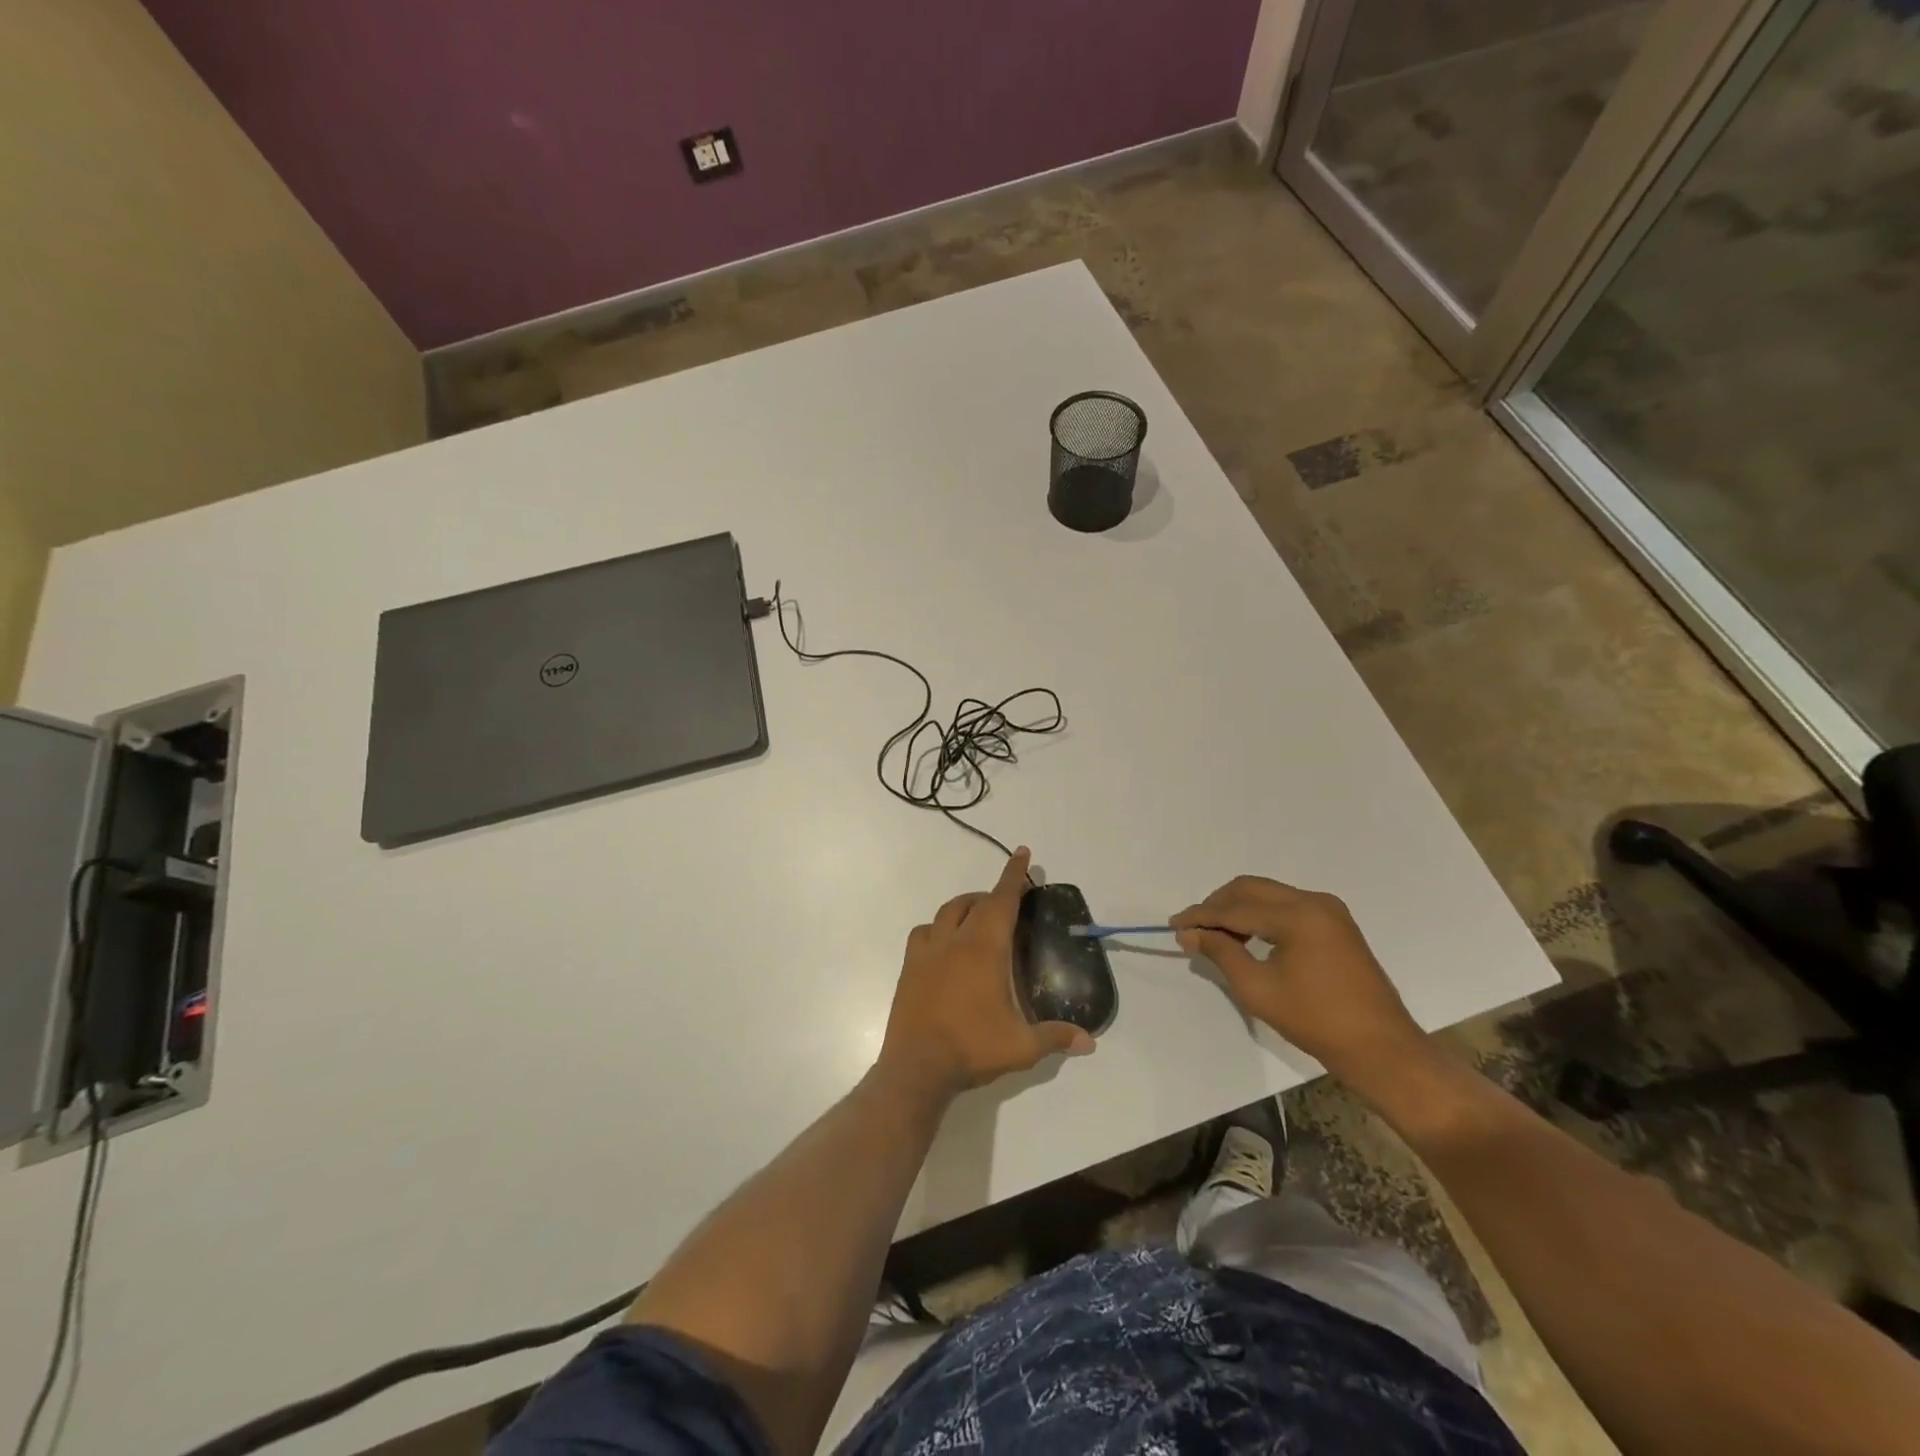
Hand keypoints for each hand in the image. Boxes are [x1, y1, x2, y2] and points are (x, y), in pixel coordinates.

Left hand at [879, 849, 1094, 1097]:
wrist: (916, 1067)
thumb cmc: (972, 1048)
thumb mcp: (1021, 1046)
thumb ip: (1055, 1037)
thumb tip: (1089, 1042)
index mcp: (984, 949)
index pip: (1002, 901)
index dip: (1014, 875)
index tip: (1022, 853)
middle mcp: (954, 941)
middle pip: (975, 902)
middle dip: (995, 894)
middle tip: (1011, 901)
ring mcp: (927, 953)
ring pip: (946, 912)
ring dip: (965, 907)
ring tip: (978, 918)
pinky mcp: (909, 968)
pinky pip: (923, 933)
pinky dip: (938, 929)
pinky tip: (946, 946)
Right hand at [1171, 877, 1431, 1097]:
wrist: (1381, 1049)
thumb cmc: (1316, 1021)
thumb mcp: (1258, 989)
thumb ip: (1221, 952)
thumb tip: (1190, 933)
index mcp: (1298, 915)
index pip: (1237, 907)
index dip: (1201, 915)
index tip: (1174, 925)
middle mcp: (1315, 901)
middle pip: (1252, 889)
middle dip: (1218, 905)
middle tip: (1194, 928)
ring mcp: (1329, 911)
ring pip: (1269, 894)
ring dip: (1239, 909)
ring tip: (1216, 935)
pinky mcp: (1336, 924)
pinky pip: (1287, 907)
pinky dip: (1262, 916)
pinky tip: (1247, 937)